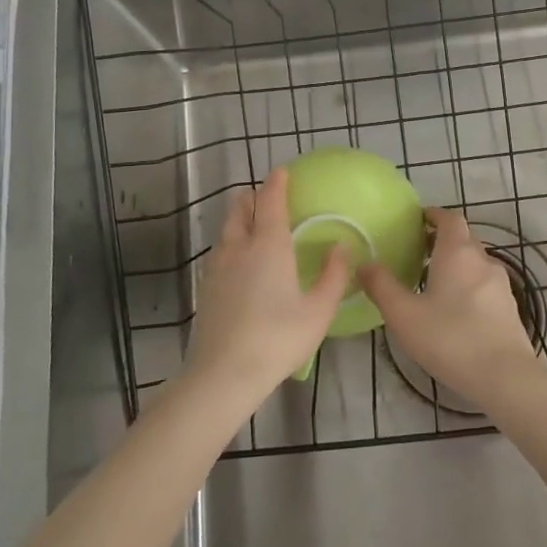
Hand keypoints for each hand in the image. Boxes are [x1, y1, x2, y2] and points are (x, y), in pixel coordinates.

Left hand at [187, 168, 350, 399]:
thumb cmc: (278, 339)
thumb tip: (341, 246)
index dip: (276, 184)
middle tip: (265, 196)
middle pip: (239, 209)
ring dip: (238, 218)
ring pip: (226, 230)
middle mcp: (239, 247)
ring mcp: (216, 268)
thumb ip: (333, 276)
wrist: (223, 374)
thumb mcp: (318, 311)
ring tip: (252, 224)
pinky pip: (218, 252)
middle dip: (251, 197)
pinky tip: (238, 262)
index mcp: (268, 246)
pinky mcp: (205, 288)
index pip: (270, 201)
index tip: (281, 172)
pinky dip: (230, 243)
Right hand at [359, 206, 538, 405]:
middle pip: (464, 238)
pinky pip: (485, 285)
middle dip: (442, 239)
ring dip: (456, 264)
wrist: (505, 377)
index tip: (418, 220)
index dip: (434, 215)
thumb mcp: (404, 315)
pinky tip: (455, 310)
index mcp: (457, 253)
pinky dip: (468, 285)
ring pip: (475, 262)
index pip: (450, 219)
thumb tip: (364, 263)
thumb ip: (382, 286)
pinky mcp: (509, 308)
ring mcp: (500, 284)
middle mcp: (482, 260)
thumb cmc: (450, 339)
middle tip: (418, 252)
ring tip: (433, 282)